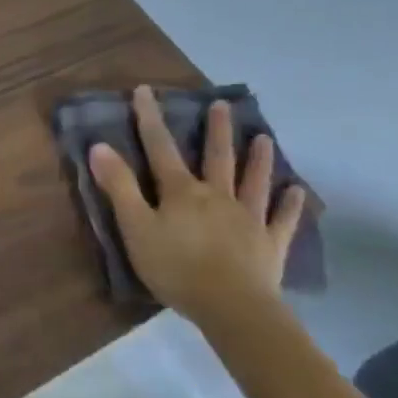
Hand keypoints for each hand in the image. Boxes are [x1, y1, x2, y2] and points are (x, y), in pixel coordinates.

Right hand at [89, 87, 306, 323]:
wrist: (231, 306)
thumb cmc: (175, 267)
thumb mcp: (135, 227)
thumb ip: (118, 187)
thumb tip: (100, 146)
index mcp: (181, 192)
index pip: (160, 148)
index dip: (150, 119)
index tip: (146, 91)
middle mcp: (217, 196)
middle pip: (216, 157)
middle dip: (216, 130)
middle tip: (221, 105)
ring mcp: (248, 218)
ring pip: (253, 181)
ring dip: (257, 158)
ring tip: (263, 137)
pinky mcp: (270, 243)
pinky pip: (282, 219)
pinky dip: (291, 204)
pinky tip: (297, 191)